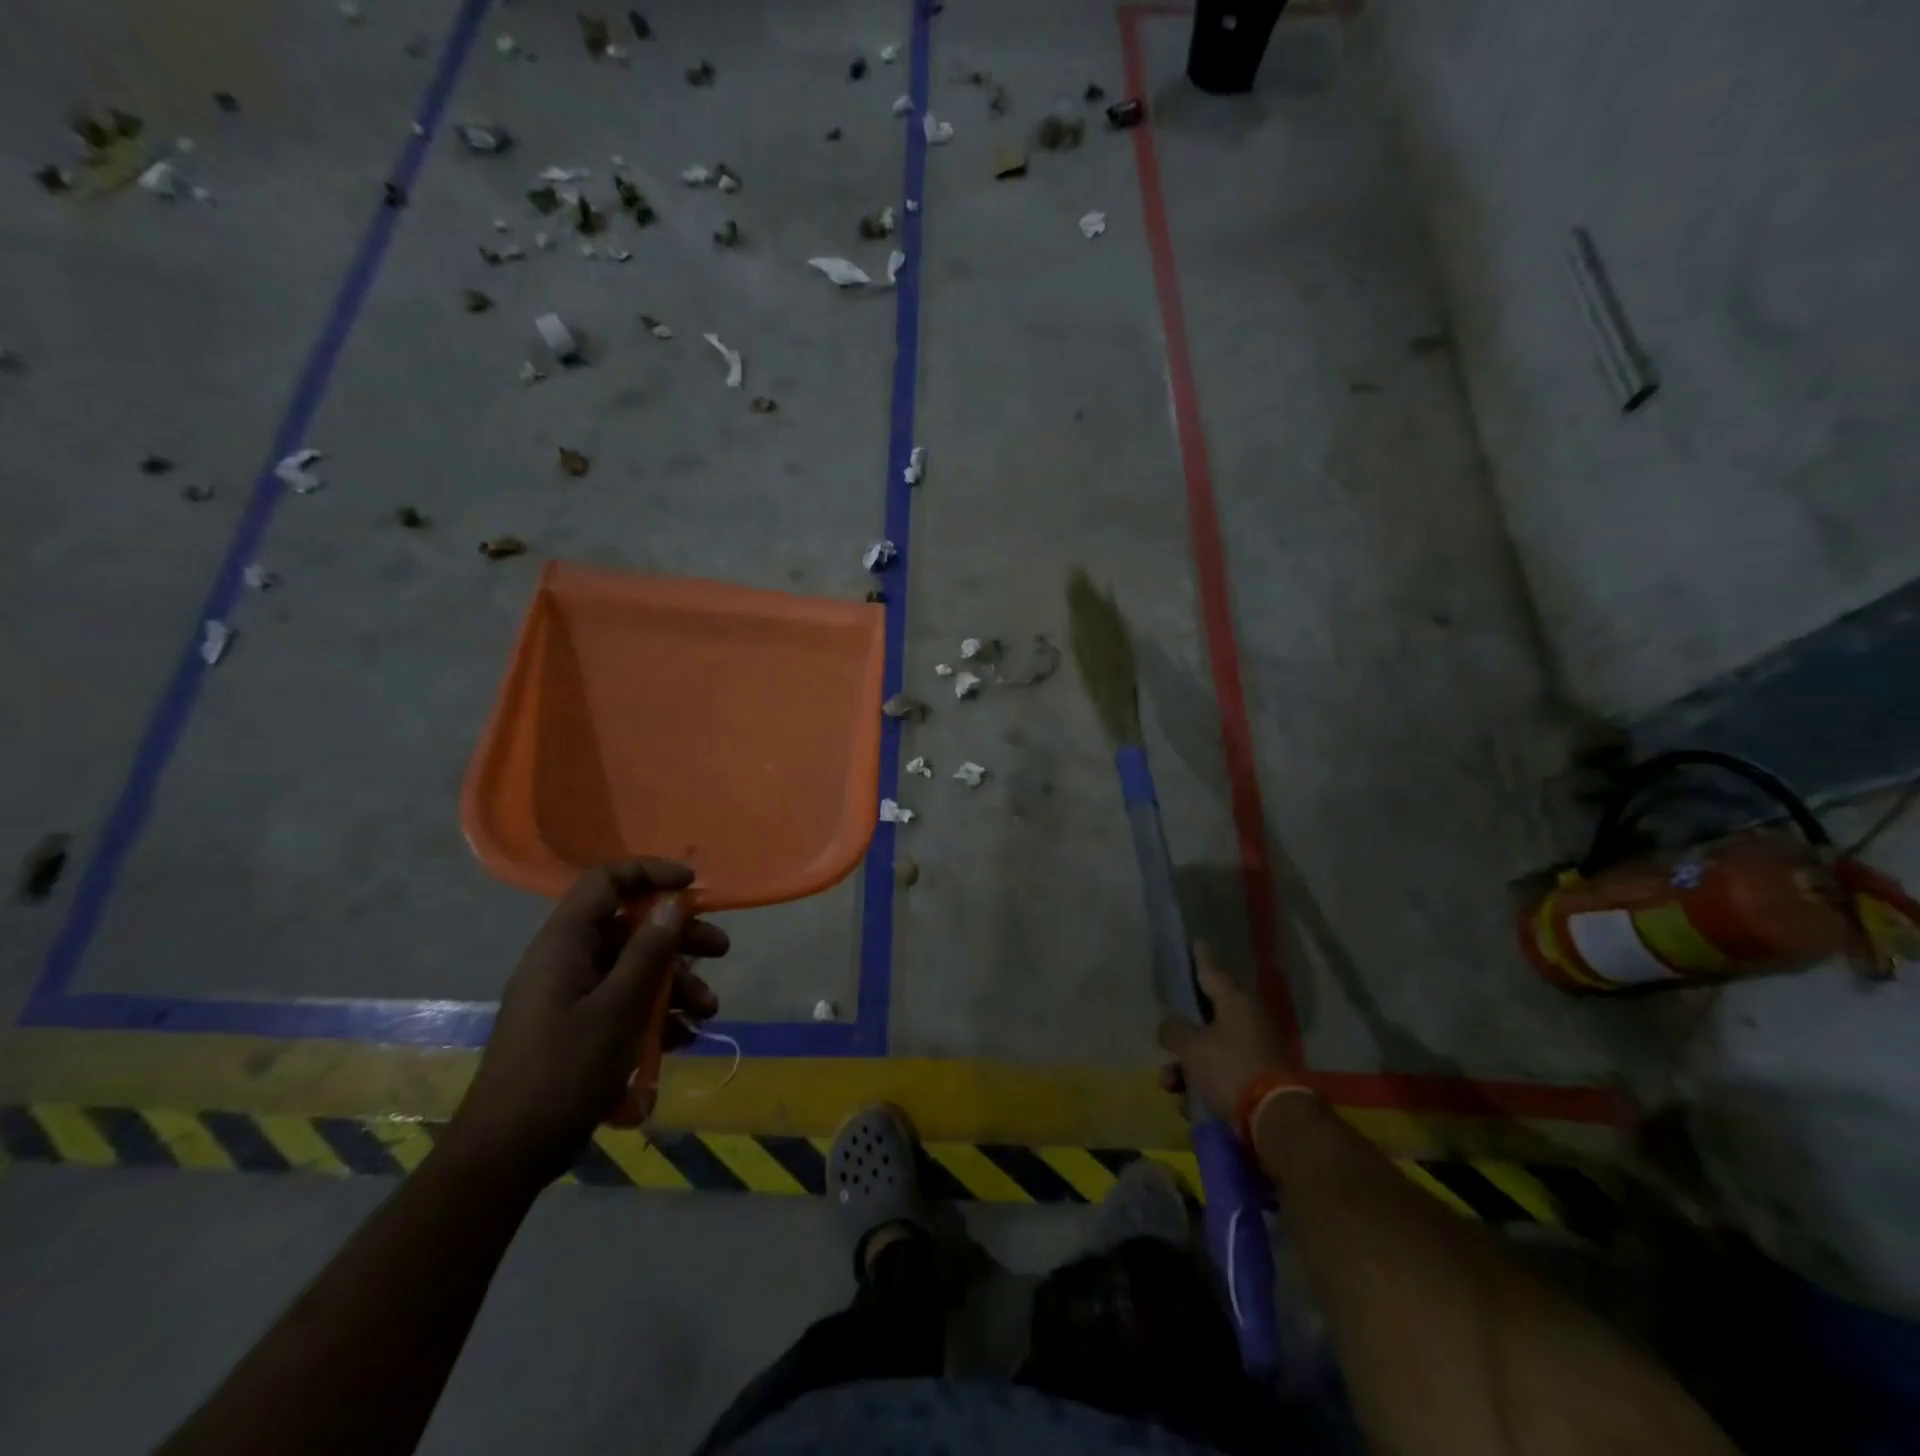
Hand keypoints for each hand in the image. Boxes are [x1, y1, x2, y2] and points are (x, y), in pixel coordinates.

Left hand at [443, 860, 726, 1188]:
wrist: (507, 1156)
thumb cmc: (563, 1072)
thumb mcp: (618, 1009)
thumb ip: (649, 952)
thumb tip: (673, 903)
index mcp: (564, 944)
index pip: (606, 881)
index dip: (650, 873)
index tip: (692, 885)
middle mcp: (567, 961)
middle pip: (630, 927)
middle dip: (679, 938)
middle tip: (720, 950)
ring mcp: (572, 996)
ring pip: (633, 968)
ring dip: (676, 983)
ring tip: (708, 1011)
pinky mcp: (578, 1028)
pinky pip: (624, 1003)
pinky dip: (656, 1014)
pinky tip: (683, 1037)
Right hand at [1156, 944, 1289, 1119]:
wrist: (1275, 1120)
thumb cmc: (1230, 1069)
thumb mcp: (1191, 1046)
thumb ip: (1174, 1029)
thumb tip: (1170, 1025)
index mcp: (1236, 1001)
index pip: (1212, 970)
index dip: (1200, 958)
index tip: (1196, 941)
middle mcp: (1248, 1020)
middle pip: (1206, 1018)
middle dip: (1180, 1036)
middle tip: (1163, 1042)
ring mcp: (1256, 1051)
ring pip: (1210, 1051)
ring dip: (1186, 1067)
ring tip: (1170, 1085)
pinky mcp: (1259, 1080)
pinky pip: (1222, 1076)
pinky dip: (1204, 1086)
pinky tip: (1190, 1105)